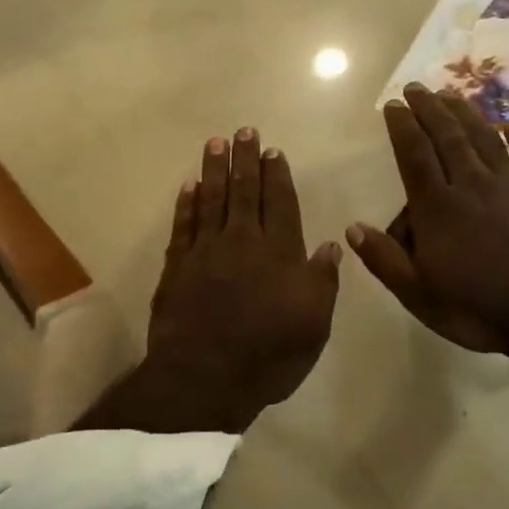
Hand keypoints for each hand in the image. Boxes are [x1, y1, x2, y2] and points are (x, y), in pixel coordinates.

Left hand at [141, 129, 341, 431]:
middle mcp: (242, 242)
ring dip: (214, 169)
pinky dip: (186, 203)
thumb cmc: (268, 356)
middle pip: (245, 191)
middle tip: (244, 131)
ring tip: (216, 143)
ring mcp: (205, 251)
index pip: (281, 204)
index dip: (278, 176)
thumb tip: (331, 246)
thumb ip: (322, 282)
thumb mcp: (313, 325)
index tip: (274, 151)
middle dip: (245, 159)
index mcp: (279, 253)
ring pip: (211, 199)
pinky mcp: (177, 266)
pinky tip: (189, 185)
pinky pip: (183, 224)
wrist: (204, 377)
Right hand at [347, 85, 508, 353]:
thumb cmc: (478, 307)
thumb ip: (384, 259)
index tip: (393, 104)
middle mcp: (471, 185)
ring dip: (466, 114)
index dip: (402, 126)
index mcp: (437, 207)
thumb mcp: (418, 294)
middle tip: (417, 87)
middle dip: (430, 109)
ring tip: (451, 94)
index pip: (414, 155)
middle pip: (447, 137)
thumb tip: (352, 227)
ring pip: (484, 139)